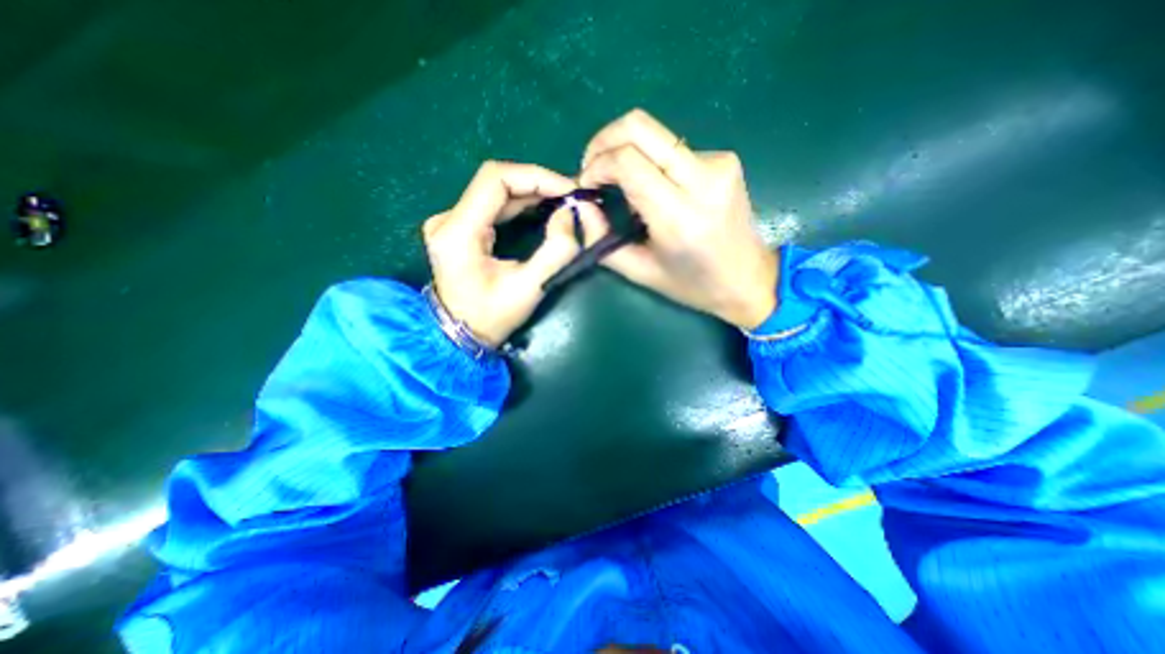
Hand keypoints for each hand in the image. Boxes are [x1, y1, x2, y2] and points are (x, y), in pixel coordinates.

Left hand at [426, 158, 605, 345]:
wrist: (460, 335)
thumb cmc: (492, 317)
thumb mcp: (529, 289)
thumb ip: (555, 252)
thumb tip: (568, 215)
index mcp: (457, 232)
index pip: (495, 180)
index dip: (535, 177)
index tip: (568, 189)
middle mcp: (447, 219)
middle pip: (495, 182)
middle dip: (537, 184)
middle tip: (570, 195)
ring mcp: (450, 222)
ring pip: (495, 191)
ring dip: (531, 192)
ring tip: (562, 200)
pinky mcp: (458, 228)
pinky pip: (492, 205)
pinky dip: (520, 203)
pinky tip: (542, 207)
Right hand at [580, 111, 776, 331]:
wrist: (748, 279)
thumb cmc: (692, 284)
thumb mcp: (639, 271)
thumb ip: (601, 240)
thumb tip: (581, 205)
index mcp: (679, 217)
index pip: (627, 161)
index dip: (597, 165)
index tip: (586, 184)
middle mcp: (703, 180)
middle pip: (640, 127)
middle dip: (604, 141)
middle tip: (592, 167)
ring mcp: (719, 163)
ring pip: (655, 135)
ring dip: (627, 153)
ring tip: (621, 185)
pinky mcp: (725, 160)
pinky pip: (673, 148)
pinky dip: (651, 162)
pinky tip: (652, 188)